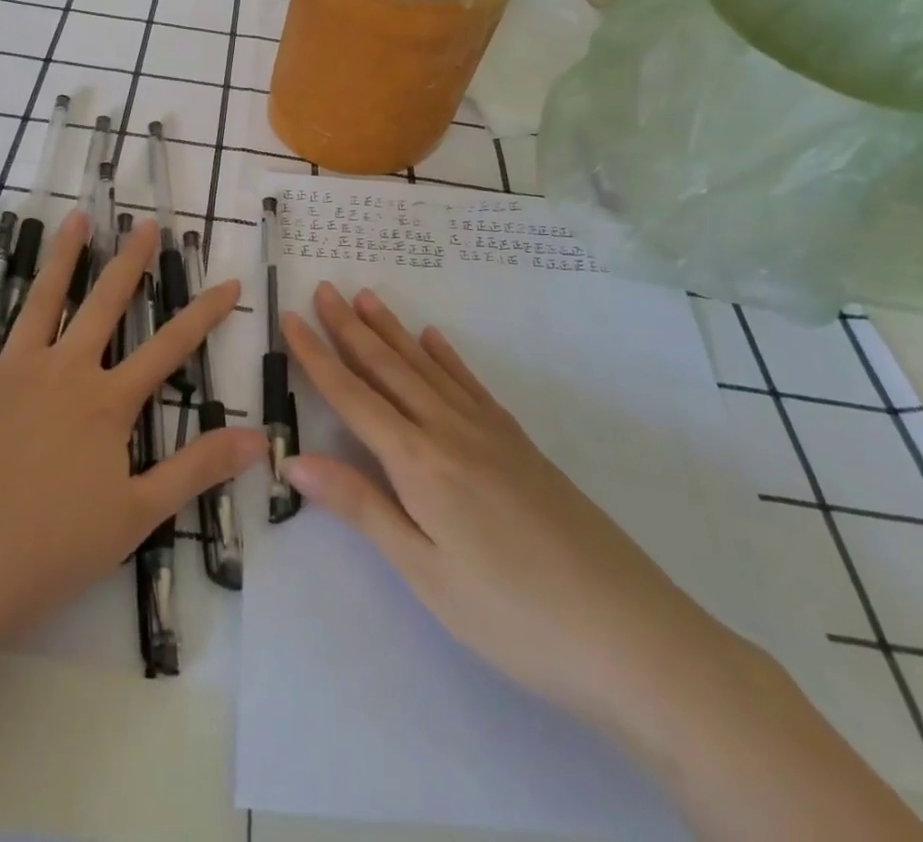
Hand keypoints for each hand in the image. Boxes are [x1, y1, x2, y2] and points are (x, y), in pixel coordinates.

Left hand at [0, 210, 266, 673]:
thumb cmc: (48, 549)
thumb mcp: (136, 516)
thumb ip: (197, 470)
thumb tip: (260, 438)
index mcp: (107, 402)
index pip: (170, 348)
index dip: (204, 315)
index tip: (230, 283)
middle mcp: (64, 372)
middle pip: (105, 305)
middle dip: (130, 263)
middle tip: (145, 225)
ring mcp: (12, 373)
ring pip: (42, 301)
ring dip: (61, 258)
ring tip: (75, 219)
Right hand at [281, 282, 743, 729]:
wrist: (632, 634)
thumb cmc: (513, 616)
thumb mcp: (426, 573)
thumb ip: (362, 507)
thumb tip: (296, 459)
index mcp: (419, 462)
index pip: (353, 397)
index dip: (318, 357)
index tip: (291, 318)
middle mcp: (450, 431)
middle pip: (389, 369)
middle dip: (350, 328)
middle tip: (324, 288)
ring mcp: (490, 432)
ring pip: (427, 368)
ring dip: (393, 331)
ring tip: (368, 297)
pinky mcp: (520, 444)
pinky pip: (471, 386)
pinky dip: (447, 358)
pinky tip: (436, 340)